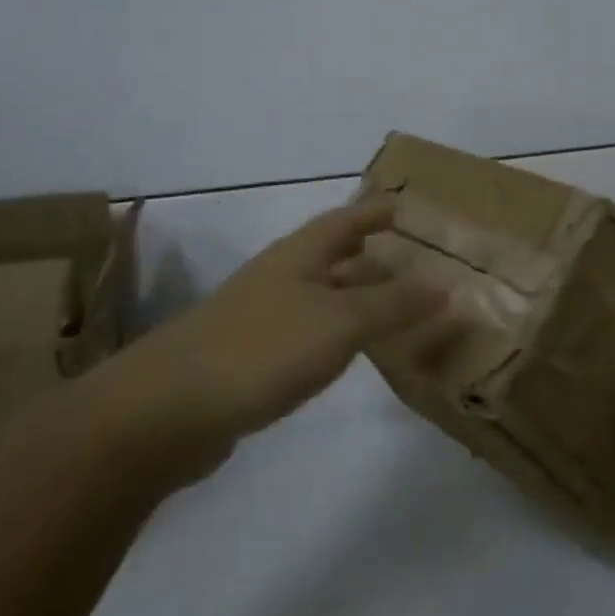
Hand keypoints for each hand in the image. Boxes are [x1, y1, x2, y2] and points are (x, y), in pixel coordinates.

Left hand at [148, 201, 456, 439]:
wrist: (170, 409)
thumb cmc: (264, 348)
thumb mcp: (340, 322)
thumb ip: (392, 304)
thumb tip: (445, 283)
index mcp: (298, 256)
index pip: (343, 221)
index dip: (373, 212)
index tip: (402, 207)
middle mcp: (277, 278)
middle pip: (328, 256)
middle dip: (365, 253)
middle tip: (406, 258)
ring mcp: (258, 319)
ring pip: (316, 295)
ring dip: (351, 295)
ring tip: (388, 305)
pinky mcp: (248, 359)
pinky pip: (304, 333)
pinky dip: (332, 334)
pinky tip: (345, 353)